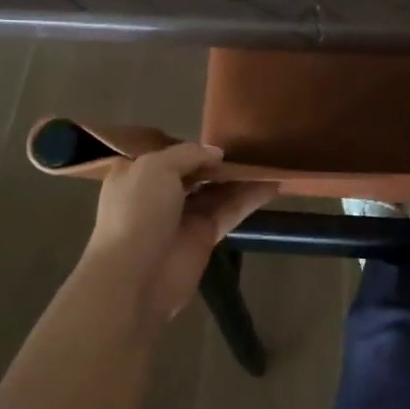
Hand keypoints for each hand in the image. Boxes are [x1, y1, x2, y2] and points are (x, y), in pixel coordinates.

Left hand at [81, 144, 277, 326]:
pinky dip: (250, 198)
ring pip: (217, 190)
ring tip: (270, 160)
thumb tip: (217, 154)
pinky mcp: (205, 236)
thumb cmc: (137, 213)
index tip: (219, 131)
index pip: (168, 153)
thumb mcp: (156, 167)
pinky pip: (230, 210)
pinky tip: (274, 183)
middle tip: (252, 144)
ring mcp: (183, 216)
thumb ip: (188, 154)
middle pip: (197, 172)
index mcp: (137, 173)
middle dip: (220, 161)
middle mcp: (159, 193)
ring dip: (241, 177)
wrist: (135, 277)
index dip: (192, 145)